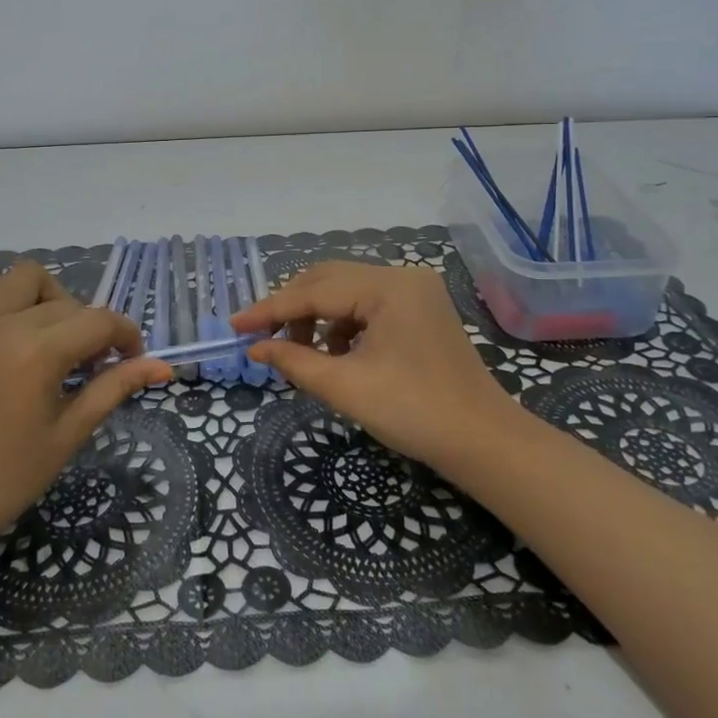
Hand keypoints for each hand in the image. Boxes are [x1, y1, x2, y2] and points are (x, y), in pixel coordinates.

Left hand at [0, 262, 171, 554]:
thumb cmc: (7, 479)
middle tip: (91, 366)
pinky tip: (10, 326)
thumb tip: (162, 366)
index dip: (126, 335)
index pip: (99, 321)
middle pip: (67, 303)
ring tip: (51, 336)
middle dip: (90, 327)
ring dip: (48, 297)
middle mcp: (2, 327)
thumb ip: (115, 388)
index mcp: (36, 355)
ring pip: (23, 278)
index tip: (132, 359)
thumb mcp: (69, 434)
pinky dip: (0, 293)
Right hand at [232, 261, 520, 473]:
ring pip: (347, 291)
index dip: (270, 310)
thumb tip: (254, 348)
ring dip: (317, 317)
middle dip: (292, 309)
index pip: (314, 290)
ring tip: (300, 354)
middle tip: (261, 339)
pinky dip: (343, 324)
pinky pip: (367, 304)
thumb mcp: (345, 387)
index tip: (235, 325)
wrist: (483, 442)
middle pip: (329, 279)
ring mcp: (415, 291)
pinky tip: (335, 353)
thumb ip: (294, 361)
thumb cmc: (413, 412)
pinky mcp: (420, 309)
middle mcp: (402, 276)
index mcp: (388, 286)